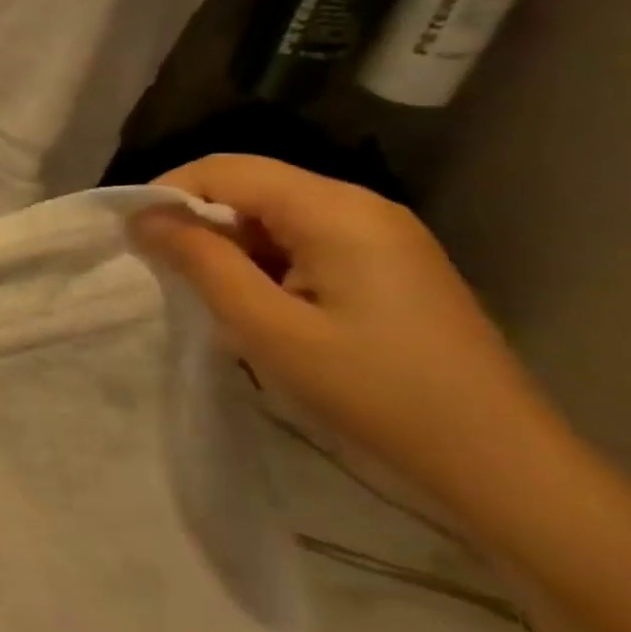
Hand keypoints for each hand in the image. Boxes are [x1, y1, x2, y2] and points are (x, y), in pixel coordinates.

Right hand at [131, 154, 548, 482]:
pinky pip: (304, 238)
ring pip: (274, 213)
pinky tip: (262, 305)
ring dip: (230, 244)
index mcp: (334, 210)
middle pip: (251, 185)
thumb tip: (143, 217)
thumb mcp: (267, 327)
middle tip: (166, 271)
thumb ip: (200, 262)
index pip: (226, 169)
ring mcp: (382, 233)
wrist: (498, 462)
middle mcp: (361, 205)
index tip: (132, 237)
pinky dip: (265, 260)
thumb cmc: (372, 391)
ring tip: (212, 296)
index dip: (168, 192)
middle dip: (198, 220)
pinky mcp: (390, 262)